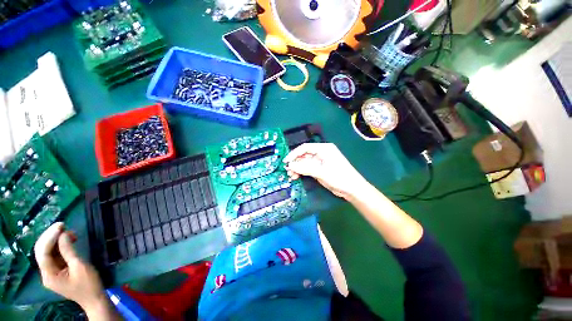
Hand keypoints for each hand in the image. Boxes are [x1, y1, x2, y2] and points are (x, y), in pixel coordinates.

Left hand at [34, 223, 106, 312]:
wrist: (94, 298)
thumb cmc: (88, 284)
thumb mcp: (80, 267)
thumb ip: (69, 251)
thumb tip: (63, 234)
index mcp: (49, 275)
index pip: (43, 252)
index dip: (49, 237)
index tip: (61, 225)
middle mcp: (46, 272)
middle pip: (42, 250)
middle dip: (50, 236)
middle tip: (63, 225)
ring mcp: (51, 271)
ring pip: (47, 251)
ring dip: (56, 240)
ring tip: (69, 232)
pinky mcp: (57, 270)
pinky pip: (54, 254)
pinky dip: (60, 245)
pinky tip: (68, 240)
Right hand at [284, 143, 368, 199]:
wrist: (352, 189)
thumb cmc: (339, 177)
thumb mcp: (321, 172)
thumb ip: (305, 168)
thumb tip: (290, 166)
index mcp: (324, 149)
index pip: (305, 148)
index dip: (294, 154)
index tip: (286, 161)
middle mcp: (321, 153)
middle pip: (304, 155)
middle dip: (295, 163)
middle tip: (287, 170)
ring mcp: (320, 161)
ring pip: (305, 163)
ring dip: (297, 168)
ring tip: (291, 176)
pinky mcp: (320, 169)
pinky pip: (308, 168)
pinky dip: (301, 172)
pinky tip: (296, 177)